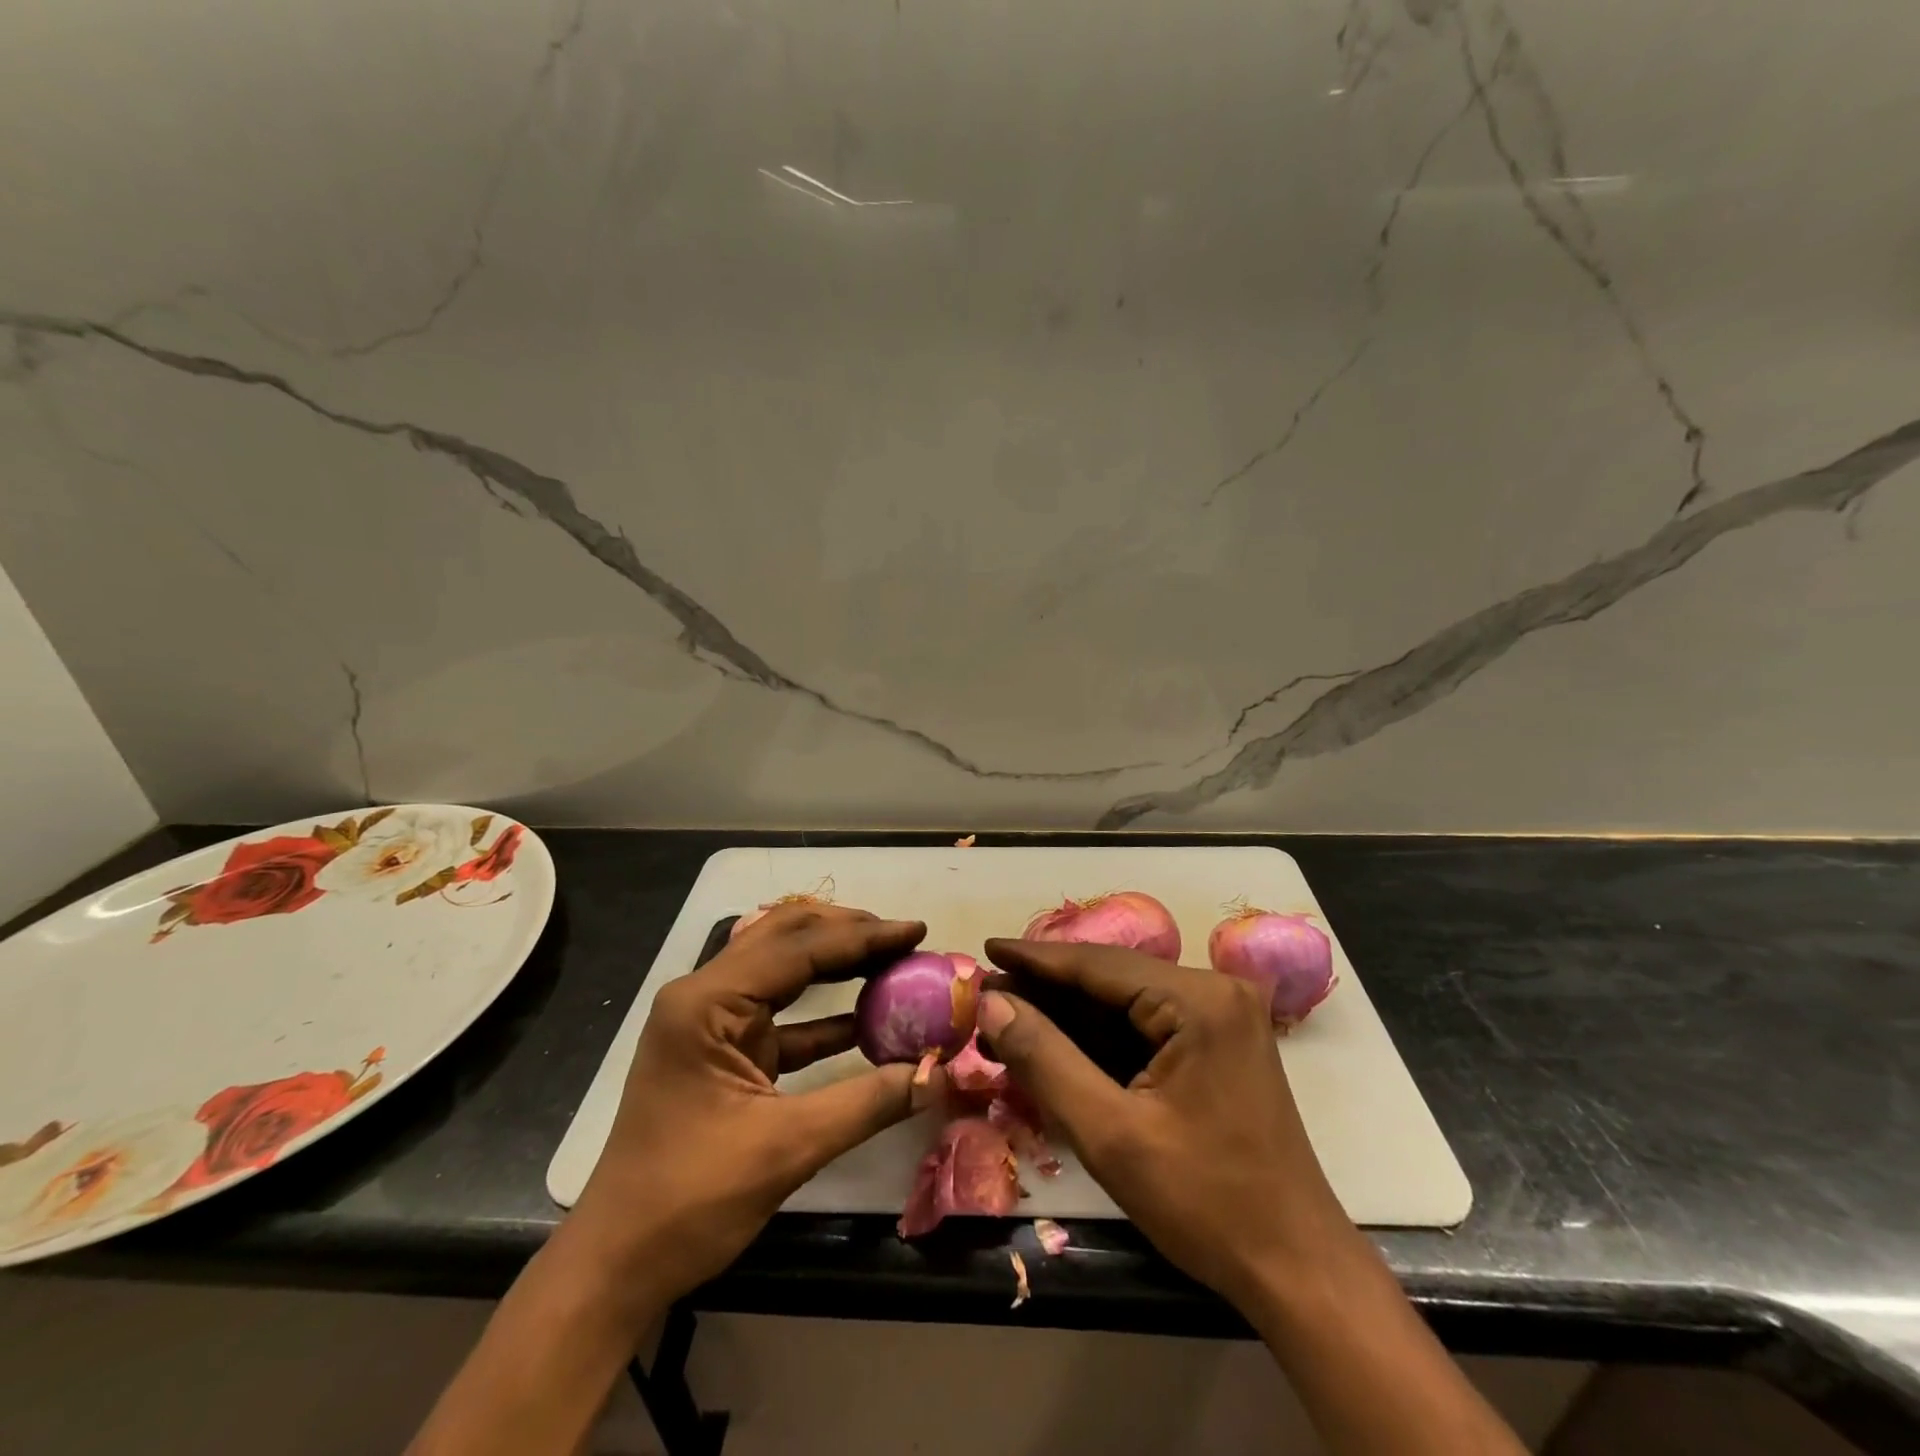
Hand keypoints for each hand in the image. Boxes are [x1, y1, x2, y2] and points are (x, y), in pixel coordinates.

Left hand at [569, 903, 938, 1318]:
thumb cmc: (690, 1199)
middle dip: (847, 934)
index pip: (798, 948)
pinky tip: (868, 1019)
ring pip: (783, 968)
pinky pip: (781, 1014)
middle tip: (904, 940)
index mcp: (708, 1002)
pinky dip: (825, 1013)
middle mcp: (705, 996)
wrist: (617, 1264)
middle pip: (785, 938)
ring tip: (893, 962)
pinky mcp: (723, 1051)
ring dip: (837, 963)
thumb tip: (937, 1073)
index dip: (863, 936)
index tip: (915, 930)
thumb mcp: (787, 1148)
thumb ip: (867, 1103)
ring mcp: (711, 1022)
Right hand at [977, 938, 1359, 1306]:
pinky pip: (1148, 1023)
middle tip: (990, 992)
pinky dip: (1102, 1034)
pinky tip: (1059, 1040)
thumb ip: (1045, 1059)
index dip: (1035, 958)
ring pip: (1128, 999)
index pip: (1099, 965)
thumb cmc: (1205, 1203)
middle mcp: (1215, 991)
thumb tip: (992, 1002)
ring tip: (1011, 1014)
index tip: (985, 950)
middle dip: (1049, 988)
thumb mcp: (1110, 1134)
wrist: (1296, 1269)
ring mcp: (1222, 1015)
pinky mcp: (1221, 1042)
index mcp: (1199, 1001)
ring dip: (1072, 1012)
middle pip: (1113, 978)